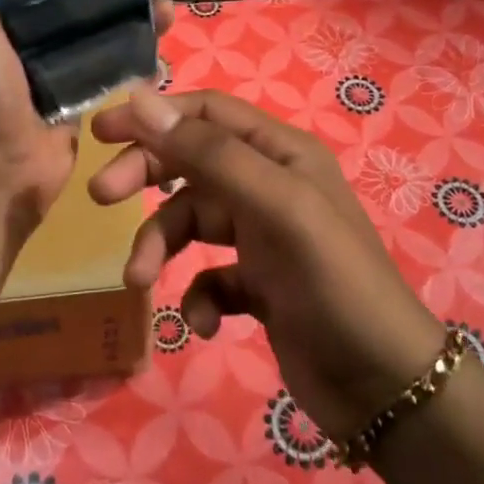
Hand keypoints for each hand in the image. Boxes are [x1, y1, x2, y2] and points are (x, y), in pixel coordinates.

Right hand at [88, 88, 447, 441]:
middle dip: (146, 176)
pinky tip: (206, 323)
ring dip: (161, 246)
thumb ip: (209, 154)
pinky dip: (198, 297)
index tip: (100, 133)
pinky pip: (209, 277)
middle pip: (191, 163)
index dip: (154, 115)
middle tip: (101, 197)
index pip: (207, 113)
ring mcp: (263, 238)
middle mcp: (270, 186)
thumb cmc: (333, 283)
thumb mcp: (274, 207)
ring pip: (191, 222)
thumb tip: (141, 98)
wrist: (382, 384)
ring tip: (140, 280)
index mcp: (281, 154)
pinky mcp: (257, 286)